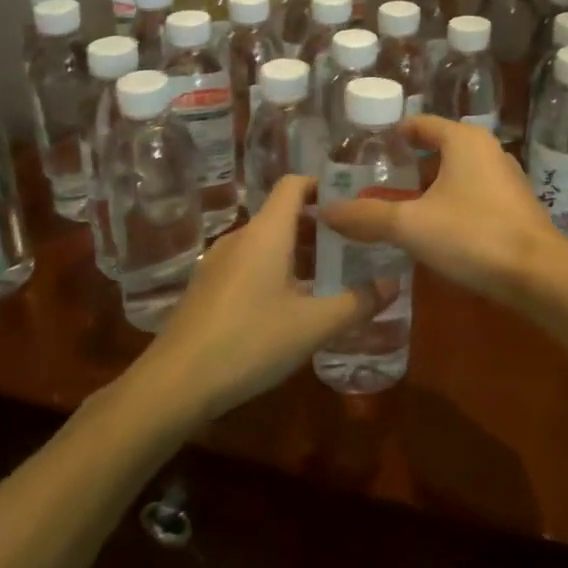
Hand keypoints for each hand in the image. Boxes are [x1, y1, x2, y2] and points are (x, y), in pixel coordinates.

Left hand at [143, 176, 379, 419]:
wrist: (174, 384)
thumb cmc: (249, 343)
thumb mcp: (312, 326)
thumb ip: (357, 303)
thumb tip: (393, 285)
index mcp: (266, 233)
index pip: (294, 184)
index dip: (324, 185)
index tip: (354, 202)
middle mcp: (240, 237)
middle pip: (283, 213)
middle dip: (319, 225)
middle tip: (354, 245)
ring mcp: (218, 262)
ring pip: (266, 241)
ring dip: (298, 251)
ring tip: (328, 276)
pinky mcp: (206, 287)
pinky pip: (249, 262)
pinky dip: (275, 269)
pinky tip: (289, 305)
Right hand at [318, 115, 564, 304]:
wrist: (540, 274)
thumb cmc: (473, 235)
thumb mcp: (411, 225)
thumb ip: (367, 216)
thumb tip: (324, 210)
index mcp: (463, 140)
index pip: (421, 124)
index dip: (393, 134)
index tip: (368, 150)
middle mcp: (487, 151)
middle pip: (438, 150)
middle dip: (408, 167)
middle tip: (375, 185)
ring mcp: (506, 179)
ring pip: (456, 176)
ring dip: (428, 190)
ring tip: (398, 210)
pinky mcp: (516, 207)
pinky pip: (473, 196)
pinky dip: (450, 206)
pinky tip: (434, 232)